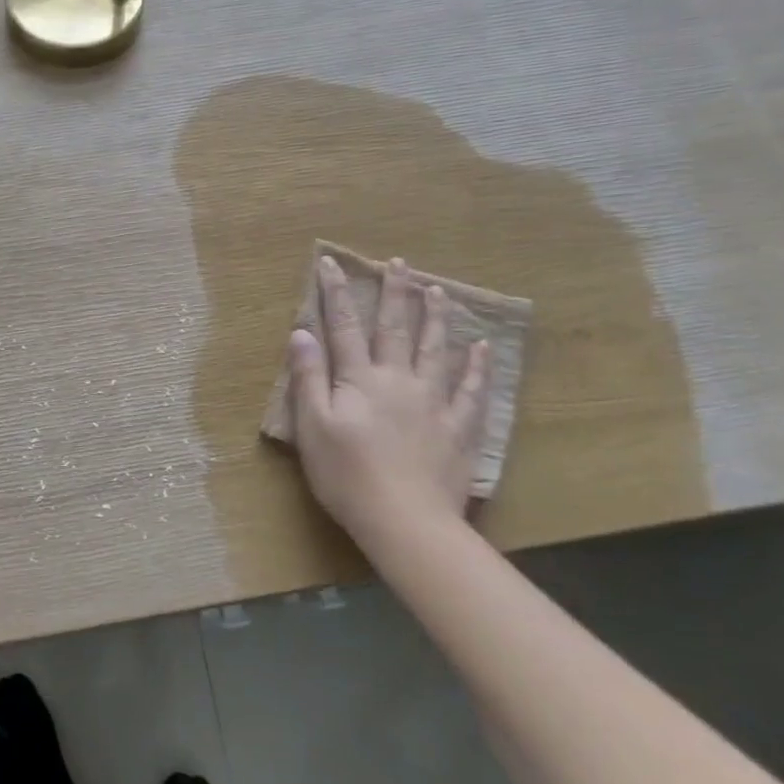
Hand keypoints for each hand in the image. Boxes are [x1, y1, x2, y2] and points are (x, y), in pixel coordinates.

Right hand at [287, 255, 489, 538]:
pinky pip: (471, 390)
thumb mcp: (312, 427)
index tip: (331, 263)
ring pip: (435, 350)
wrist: (405, 520)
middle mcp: (398, 380)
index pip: (344, 327)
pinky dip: (477, 366)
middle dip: (393, 293)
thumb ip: (308, 377)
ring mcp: (433, 402)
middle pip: (395, 328)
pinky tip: (481, 347)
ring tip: (437, 290)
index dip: (336, 293)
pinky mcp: (458, 428)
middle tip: (398, 263)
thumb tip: (302, 333)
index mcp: (359, 380)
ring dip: (434, 317)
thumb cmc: (346, 475)